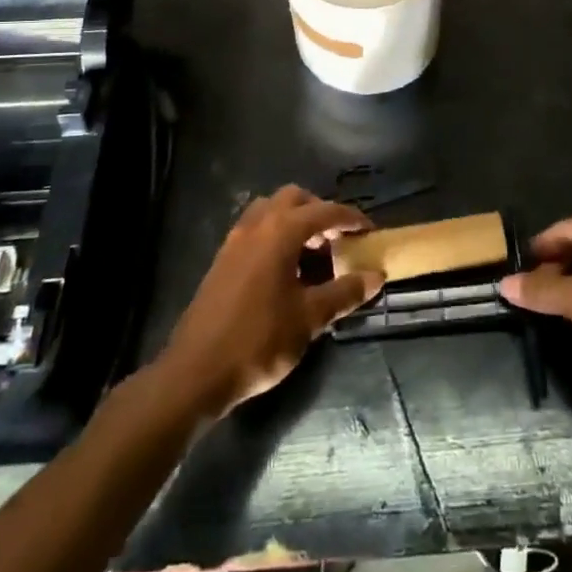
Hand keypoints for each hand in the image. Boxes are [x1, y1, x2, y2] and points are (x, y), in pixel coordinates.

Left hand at [159, 185, 382, 415]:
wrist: (195, 373)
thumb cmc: (259, 340)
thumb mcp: (309, 318)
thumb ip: (345, 292)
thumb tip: (376, 276)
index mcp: (281, 231)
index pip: (325, 211)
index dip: (351, 218)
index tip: (370, 230)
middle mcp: (257, 225)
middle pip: (294, 199)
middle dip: (320, 211)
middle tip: (338, 238)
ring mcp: (235, 240)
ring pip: (271, 210)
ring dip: (295, 221)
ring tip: (313, 252)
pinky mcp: (222, 259)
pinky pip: (255, 230)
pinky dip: (276, 235)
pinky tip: (286, 270)